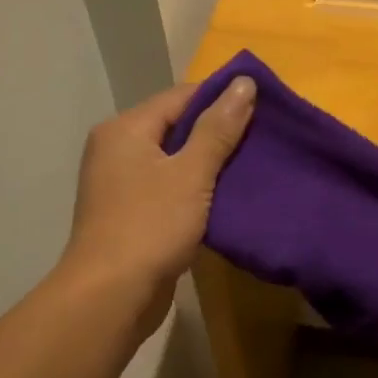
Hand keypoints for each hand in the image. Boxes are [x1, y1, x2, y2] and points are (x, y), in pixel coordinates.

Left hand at [62, 76, 255, 331]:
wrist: (112, 295)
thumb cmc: (150, 226)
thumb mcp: (191, 174)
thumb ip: (218, 129)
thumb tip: (244, 83)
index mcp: (125, 129)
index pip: (180, 97)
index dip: (222, 98)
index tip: (264, 107)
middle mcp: (117, 150)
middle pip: (176, 128)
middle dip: (218, 133)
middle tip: (265, 139)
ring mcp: (121, 185)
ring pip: (174, 162)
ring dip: (209, 165)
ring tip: (253, 167)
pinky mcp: (131, 216)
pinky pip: (170, 190)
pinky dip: (196, 191)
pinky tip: (227, 199)